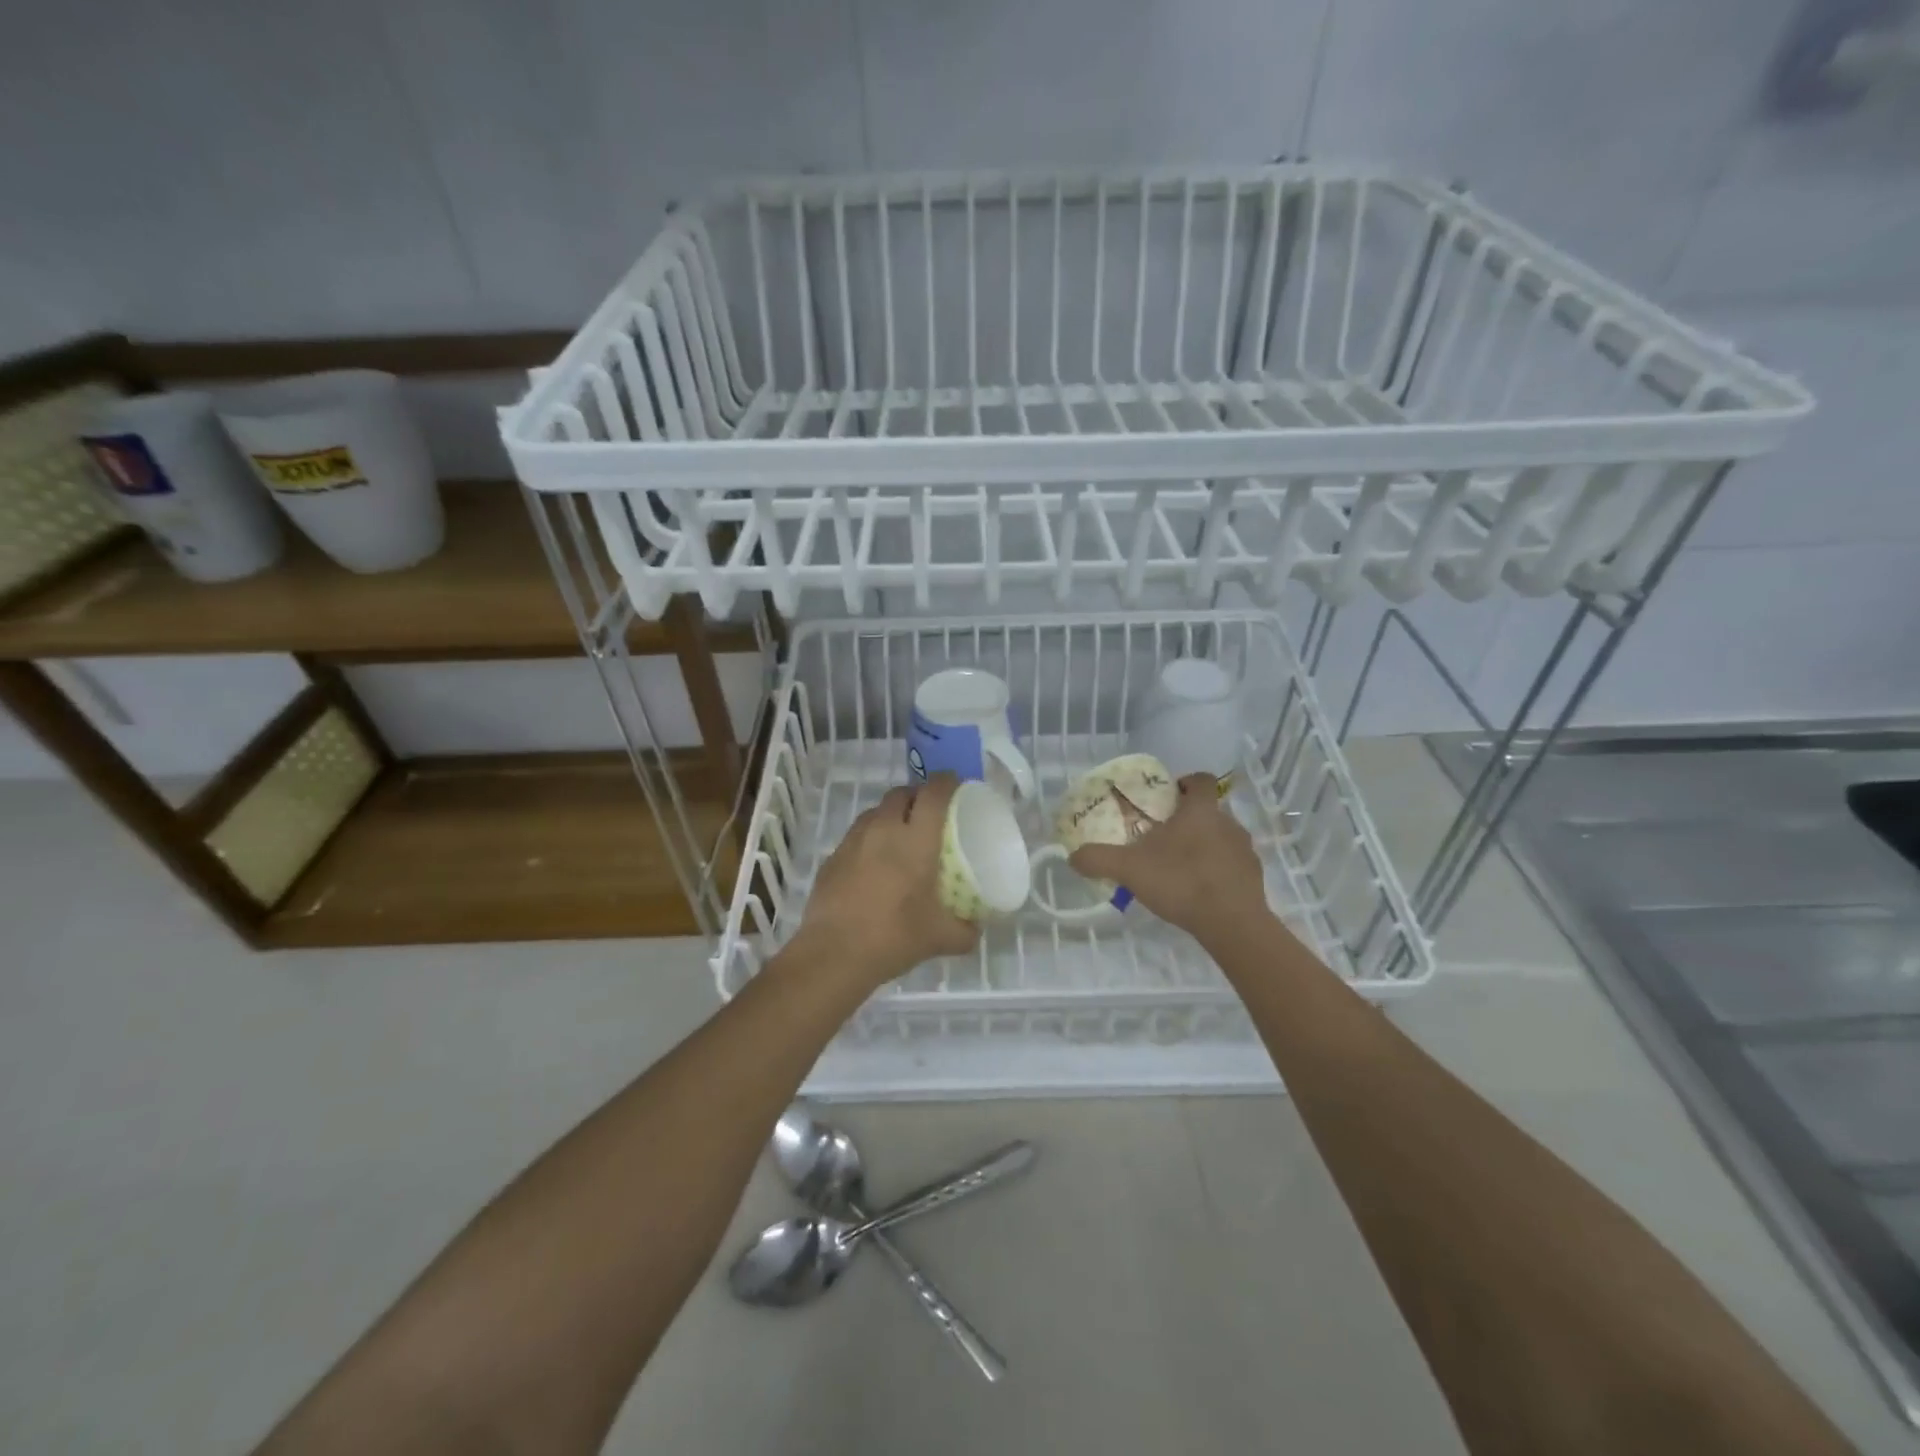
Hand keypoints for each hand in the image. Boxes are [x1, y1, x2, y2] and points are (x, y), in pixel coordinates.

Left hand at [792, 773, 978, 988]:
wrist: (834, 953)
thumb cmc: (894, 936)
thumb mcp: (942, 938)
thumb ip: (966, 930)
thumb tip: (976, 928)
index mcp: (916, 839)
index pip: (934, 793)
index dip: (947, 782)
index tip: (957, 786)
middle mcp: (884, 829)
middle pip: (902, 793)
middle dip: (918, 795)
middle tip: (931, 815)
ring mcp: (854, 840)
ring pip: (876, 811)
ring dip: (892, 815)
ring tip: (902, 837)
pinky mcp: (833, 857)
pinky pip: (857, 834)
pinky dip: (870, 838)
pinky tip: (875, 864)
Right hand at [1068, 773, 1266, 938]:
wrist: (1232, 923)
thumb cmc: (1181, 881)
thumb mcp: (1129, 869)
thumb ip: (1099, 859)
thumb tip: (1072, 857)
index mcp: (1201, 810)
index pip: (1201, 780)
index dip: (1185, 782)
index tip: (1167, 797)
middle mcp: (1228, 823)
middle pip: (1208, 811)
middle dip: (1187, 821)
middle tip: (1161, 838)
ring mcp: (1245, 851)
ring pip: (1221, 838)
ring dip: (1203, 847)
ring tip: (1178, 869)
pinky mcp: (1254, 878)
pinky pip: (1232, 866)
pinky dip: (1216, 872)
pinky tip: (1198, 892)